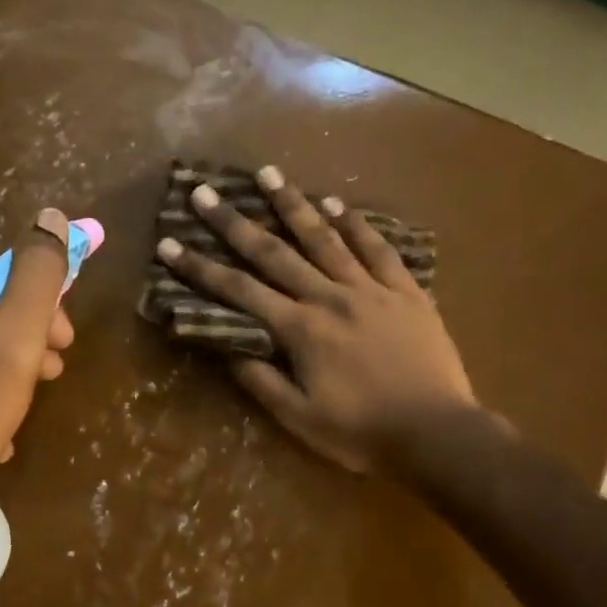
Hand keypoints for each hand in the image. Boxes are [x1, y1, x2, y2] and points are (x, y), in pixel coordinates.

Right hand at [156, 168, 478, 473]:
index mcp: (301, 330)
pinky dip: (358, 225)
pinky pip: (379, 250)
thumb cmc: (362, 433)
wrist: (437, 433)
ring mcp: (372, 290)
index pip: (240, 292)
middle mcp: (331, 298)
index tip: (170, 244)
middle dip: (234, 222)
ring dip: (294, 204)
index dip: (201, 268)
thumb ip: (262, 382)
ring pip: (326, 238)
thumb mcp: (301, 419)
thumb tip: (228, 349)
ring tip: (268, 174)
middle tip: (205, 192)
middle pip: (275, 253)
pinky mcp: (406, 292)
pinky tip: (339, 205)